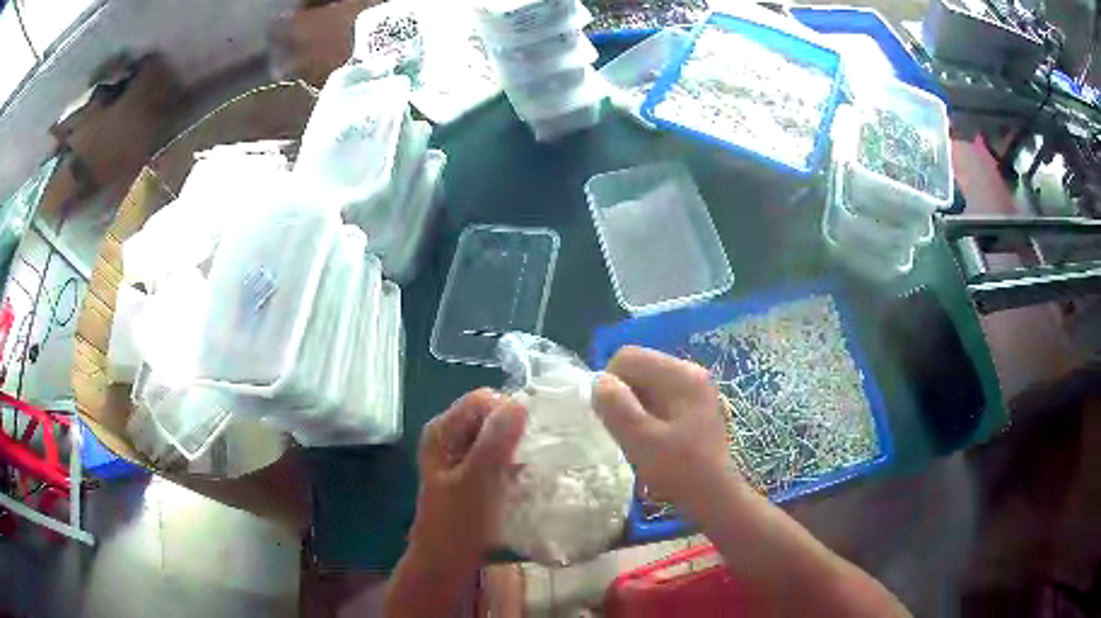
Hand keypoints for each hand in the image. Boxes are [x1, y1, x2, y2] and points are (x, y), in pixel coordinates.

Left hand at [408, 388, 526, 567]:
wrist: (447, 563)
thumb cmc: (458, 523)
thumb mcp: (478, 481)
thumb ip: (495, 441)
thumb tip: (520, 403)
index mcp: (442, 431)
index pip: (482, 399)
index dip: (508, 412)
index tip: (531, 437)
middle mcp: (450, 436)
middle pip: (491, 416)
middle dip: (517, 430)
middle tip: (537, 454)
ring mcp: (462, 456)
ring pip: (498, 437)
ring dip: (518, 449)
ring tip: (535, 468)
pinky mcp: (474, 474)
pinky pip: (500, 456)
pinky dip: (515, 464)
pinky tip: (527, 480)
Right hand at [593, 346, 736, 512]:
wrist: (714, 495)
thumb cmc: (680, 469)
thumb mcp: (642, 441)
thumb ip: (617, 407)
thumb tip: (599, 381)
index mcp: (681, 375)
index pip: (628, 357)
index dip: (610, 383)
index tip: (611, 417)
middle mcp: (689, 372)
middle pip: (638, 367)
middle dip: (622, 395)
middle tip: (624, 429)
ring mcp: (693, 387)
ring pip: (645, 382)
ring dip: (633, 405)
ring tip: (637, 435)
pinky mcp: (693, 403)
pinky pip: (657, 396)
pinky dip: (645, 412)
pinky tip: (650, 437)